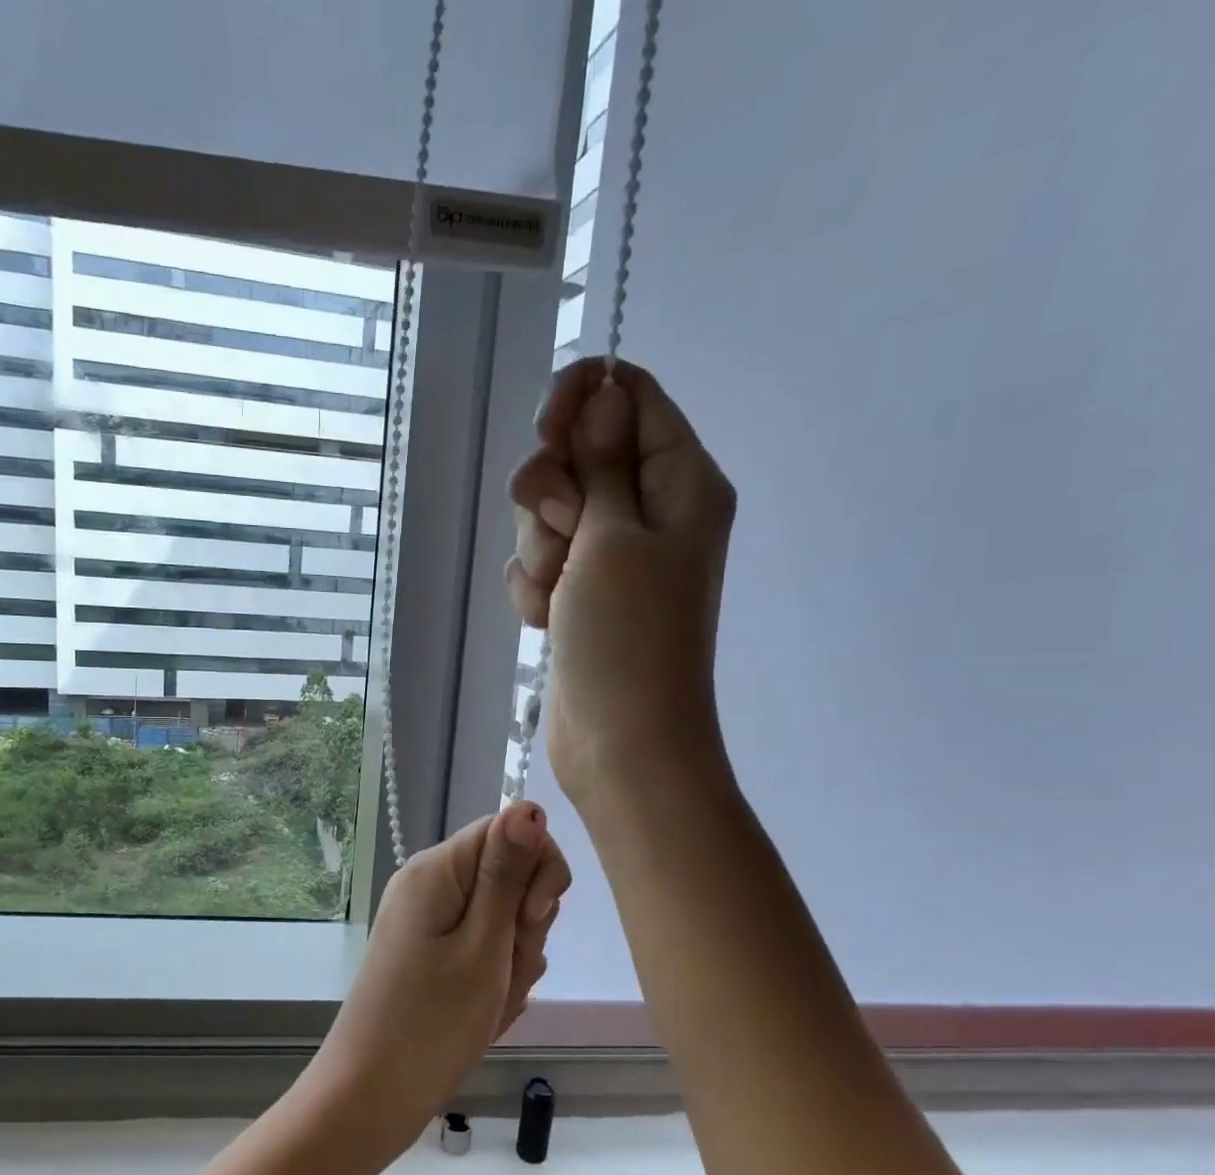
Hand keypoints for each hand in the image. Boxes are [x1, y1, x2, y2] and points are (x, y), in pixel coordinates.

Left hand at [301, 802, 569, 1163]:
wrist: (370, 1098)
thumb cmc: (432, 1024)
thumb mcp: (483, 946)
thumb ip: (508, 874)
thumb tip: (529, 805)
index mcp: (436, 869)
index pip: (510, 829)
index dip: (536, 870)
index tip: (529, 920)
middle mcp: (430, 885)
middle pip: (509, 876)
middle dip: (524, 926)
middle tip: (501, 972)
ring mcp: (429, 922)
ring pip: (503, 919)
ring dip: (513, 961)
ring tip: (488, 1002)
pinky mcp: (432, 955)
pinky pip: (484, 950)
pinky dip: (494, 980)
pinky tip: (482, 1015)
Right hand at [504, 357, 738, 813]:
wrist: (621, 742)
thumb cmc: (627, 638)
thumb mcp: (612, 535)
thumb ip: (601, 459)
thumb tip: (604, 392)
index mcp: (680, 480)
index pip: (630, 395)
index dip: (580, 398)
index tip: (545, 429)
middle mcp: (650, 509)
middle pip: (578, 451)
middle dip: (550, 490)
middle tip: (564, 530)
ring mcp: (612, 555)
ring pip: (548, 511)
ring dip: (538, 548)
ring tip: (557, 594)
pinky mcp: (580, 593)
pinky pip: (539, 561)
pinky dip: (534, 587)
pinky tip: (546, 622)